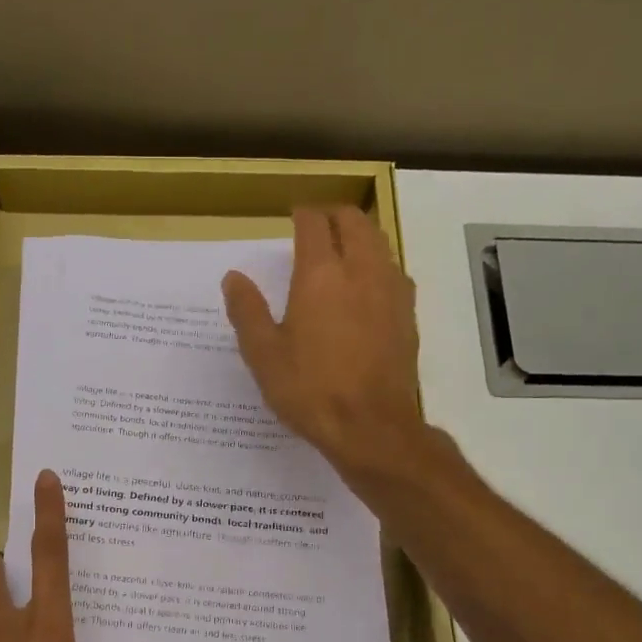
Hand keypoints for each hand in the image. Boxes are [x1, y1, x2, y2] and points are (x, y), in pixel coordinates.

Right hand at [222, 205, 425, 480]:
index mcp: (320, 275)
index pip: (314, 223)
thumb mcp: (264, 355)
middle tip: (317, 227)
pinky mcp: (408, 314)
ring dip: (360, 236)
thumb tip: (233, 278)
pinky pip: (394, 271)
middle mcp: (361, 271)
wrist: (371, 426)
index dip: (302, 214)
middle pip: (354, 221)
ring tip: (342, 251)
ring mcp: (391, 290)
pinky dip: (378, 264)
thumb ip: (247, 311)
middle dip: (334, 216)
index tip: (293, 217)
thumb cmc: (310, 390)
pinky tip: (367, 288)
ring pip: (379, 242)